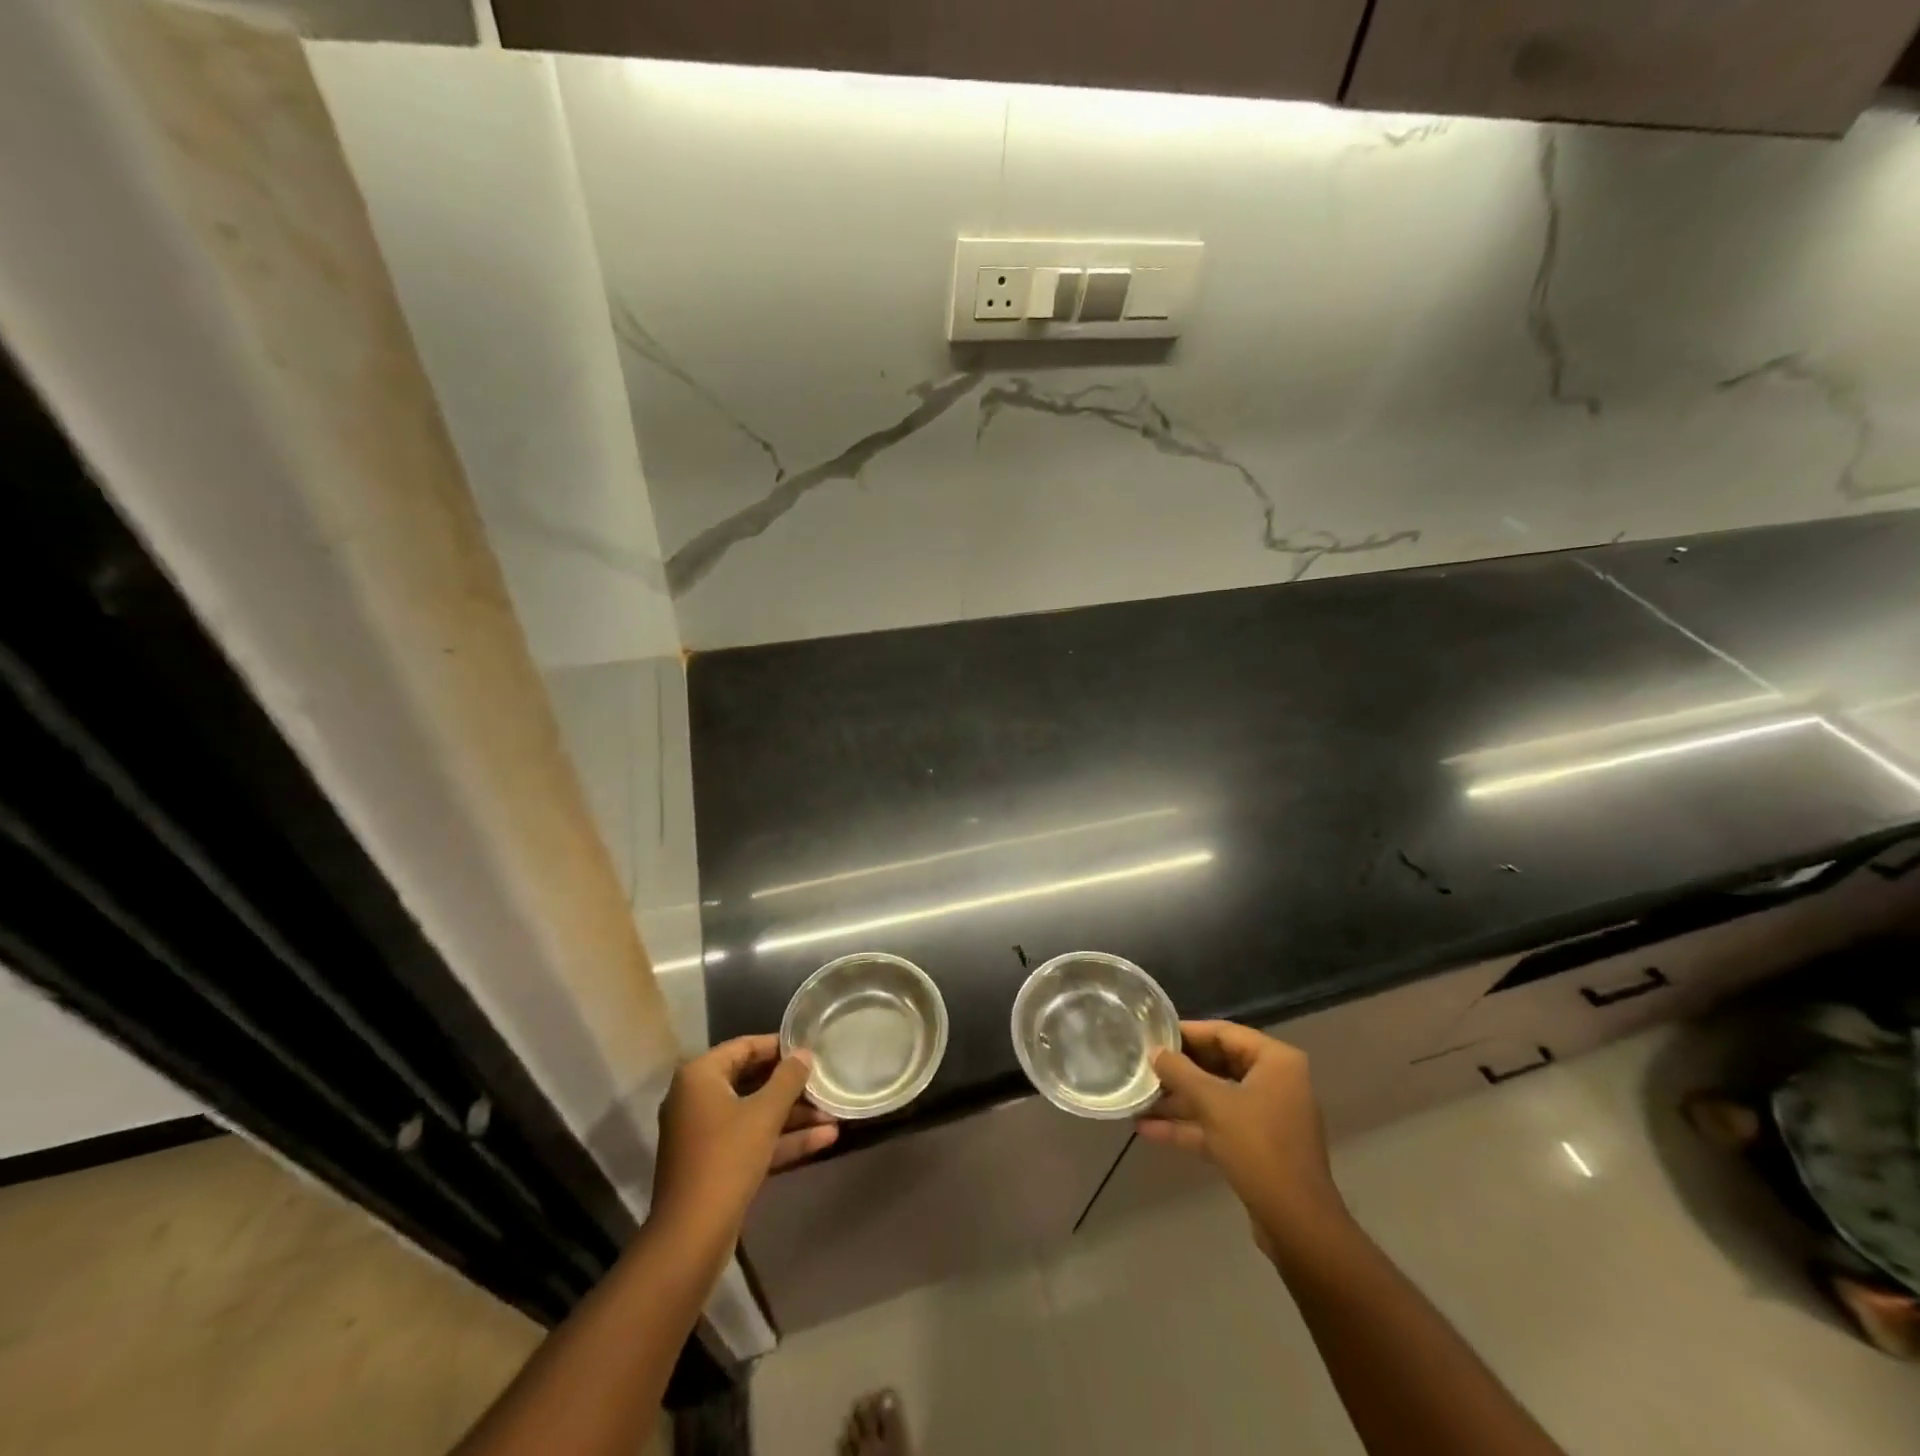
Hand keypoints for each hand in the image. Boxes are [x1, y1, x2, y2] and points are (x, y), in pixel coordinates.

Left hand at [652, 1035, 837, 1238]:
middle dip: (791, 1086)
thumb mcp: (765, 1114)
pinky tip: (824, 1139)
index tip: (812, 1050)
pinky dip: (782, 1139)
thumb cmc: (727, 1159)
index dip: (780, 1046)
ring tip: (834, 1113)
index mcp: (700, 1076)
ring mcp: (705, 1134)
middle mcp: (697, 1099)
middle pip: (751, 1081)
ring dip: (793, 1115)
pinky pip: (751, 1139)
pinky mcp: (715, 1163)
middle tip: (825, 1081)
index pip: (744, 1046)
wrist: (692, 1237)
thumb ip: (788, 1078)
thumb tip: (805, 1053)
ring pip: (755, 1114)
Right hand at [1139, 1021, 1346, 1244]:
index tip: (1152, 1035)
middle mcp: (1275, 1082)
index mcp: (1276, 1061)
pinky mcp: (1257, 1146)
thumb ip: (1180, 1072)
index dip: (1186, 1033)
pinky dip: (1188, 1126)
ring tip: (1138, 1098)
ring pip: (1215, 1097)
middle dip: (1179, 1070)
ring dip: (1178, 1101)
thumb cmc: (1259, 1148)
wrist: (1297, 1225)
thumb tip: (1154, 1052)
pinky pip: (1218, 1124)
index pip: (1223, 1033)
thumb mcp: (1213, 1103)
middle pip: (1218, 1064)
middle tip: (1142, 1065)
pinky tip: (1148, 1130)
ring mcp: (1267, 1115)